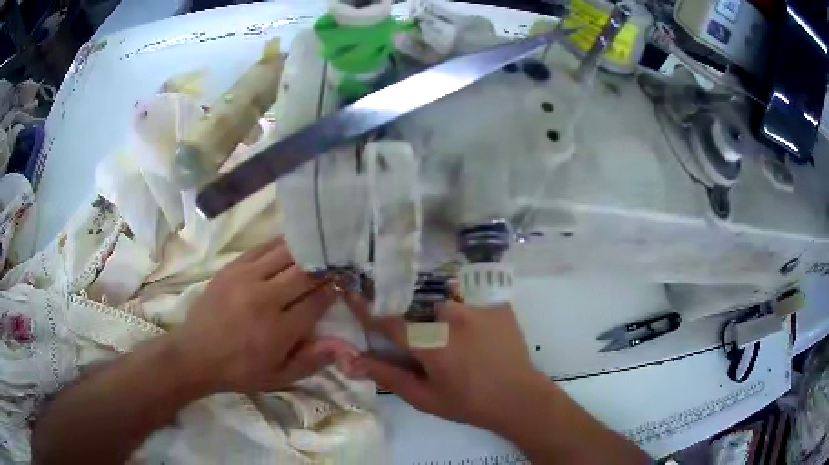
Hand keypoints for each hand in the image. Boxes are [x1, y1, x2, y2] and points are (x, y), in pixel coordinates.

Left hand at [169, 238, 357, 393]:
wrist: (195, 354)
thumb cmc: (240, 371)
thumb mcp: (278, 377)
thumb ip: (312, 360)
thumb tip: (345, 344)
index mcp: (278, 330)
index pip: (317, 300)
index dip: (334, 290)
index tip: (344, 285)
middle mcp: (264, 298)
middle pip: (305, 271)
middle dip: (324, 267)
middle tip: (336, 264)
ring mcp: (245, 278)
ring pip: (285, 252)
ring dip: (305, 251)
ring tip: (317, 251)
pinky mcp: (231, 267)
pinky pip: (263, 247)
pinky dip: (281, 245)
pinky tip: (291, 245)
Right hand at [343, 294, 549, 433]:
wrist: (519, 398)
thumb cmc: (469, 403)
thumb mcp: (425, 398)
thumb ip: (389, 376)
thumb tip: (353, 361)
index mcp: (430, 343)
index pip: (389, 320)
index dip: (368, 310)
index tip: (353, 296)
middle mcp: (451, 316)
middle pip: (418, 309)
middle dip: (414, 323)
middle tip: (427, 344)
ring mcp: (477, 306)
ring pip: (445, 303)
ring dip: (442, 318)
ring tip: (456, 341)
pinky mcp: (497, 303)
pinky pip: (470, 300)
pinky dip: (466, 313)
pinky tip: (477, 334)